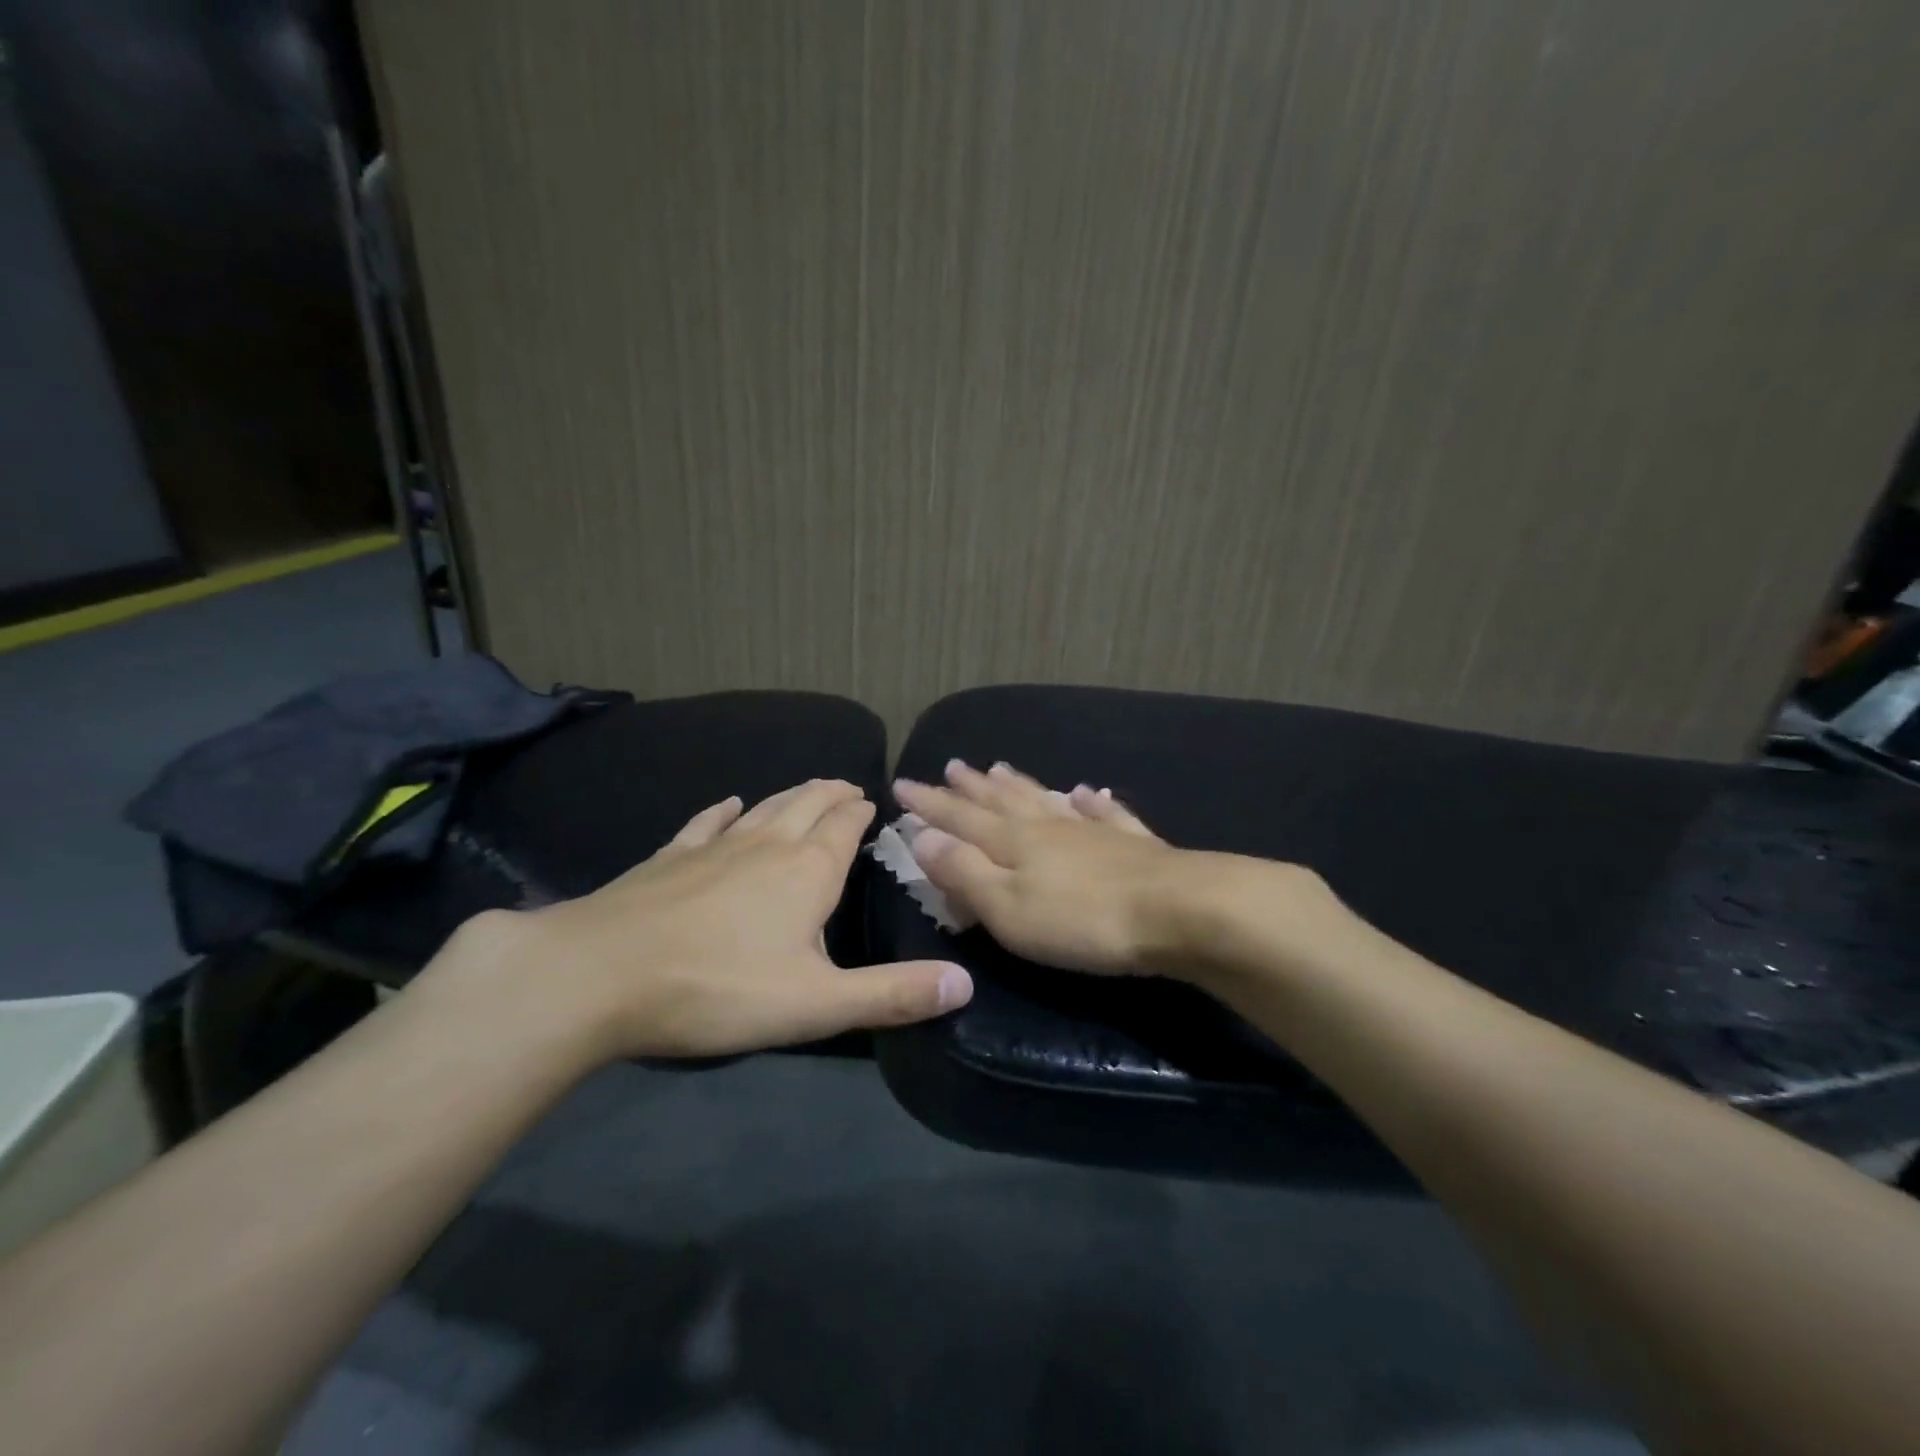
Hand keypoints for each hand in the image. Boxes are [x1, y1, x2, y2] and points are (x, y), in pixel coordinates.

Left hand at [441, 779, 972, 1061]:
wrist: (600, 974)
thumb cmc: (720, 988)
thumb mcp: (817, 1004)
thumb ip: (893, 994)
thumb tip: (965, 983)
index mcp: (807, 872)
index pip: (844, 828)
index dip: (861, 813)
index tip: (872, 802)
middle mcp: (765, 846)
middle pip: (806, 806)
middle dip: (831, 794)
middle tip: (847, 786)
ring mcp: (713, 848)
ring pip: (763, 809)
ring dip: (790, 795)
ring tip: (807, 788)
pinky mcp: (668, 859)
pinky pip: (704, 824)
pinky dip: (722, 810)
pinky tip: (726, 803)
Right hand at [892, 761, 1199, 972]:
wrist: (1177, 911)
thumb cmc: (1081, 921)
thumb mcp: (1007, 907)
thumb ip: (963, 871)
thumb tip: (922, 836)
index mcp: (1013, 843)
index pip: (959, 818)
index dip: (929, 804)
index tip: (903, 783)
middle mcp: (1048, 828)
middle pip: (1002, 802)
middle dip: (971, 787)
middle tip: (951, 766)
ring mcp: (1092, 831)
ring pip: (1046, 800)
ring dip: (1020, 785)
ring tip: (1000, 768)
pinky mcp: (1133, 844)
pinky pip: (1105, 813)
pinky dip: (1092, 801)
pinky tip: (1089, 791)